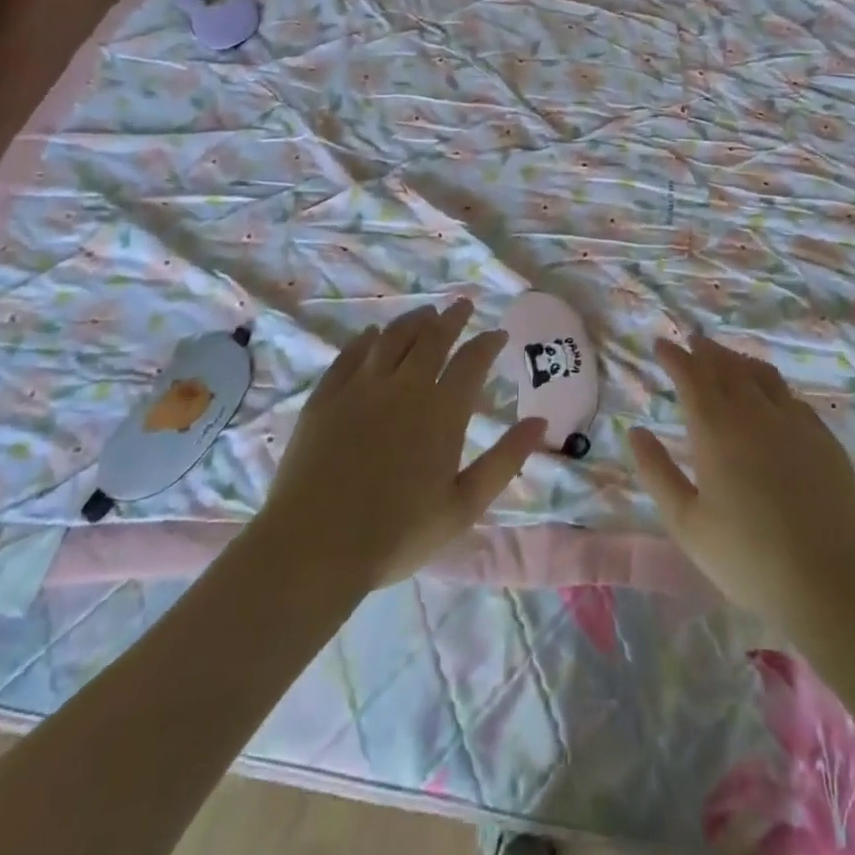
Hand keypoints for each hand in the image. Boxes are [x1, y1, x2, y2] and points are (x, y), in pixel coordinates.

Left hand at [260, 301, 544, 590]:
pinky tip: (372, 335)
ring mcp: (360, 388)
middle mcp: (404, 387)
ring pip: (391, 338)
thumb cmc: (397, 534)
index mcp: (442, 411)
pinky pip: (349, 355)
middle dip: (452, 318)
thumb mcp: (464, 506)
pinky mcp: (325, 398)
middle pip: (432, 338)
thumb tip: (540, 422)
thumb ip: (505, 460)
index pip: (472, 361)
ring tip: (425, 313)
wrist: (314, 548)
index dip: (488, 343)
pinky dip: (366, 339)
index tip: (498, 334)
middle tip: (463, 305)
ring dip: (413, 320)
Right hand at [630, 334, 854, 625]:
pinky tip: (771, 397)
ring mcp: (794, 422)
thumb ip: (657, 472)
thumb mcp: (687, 523)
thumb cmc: (748, 557)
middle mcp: (755, 413)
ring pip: (762, 375)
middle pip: (727, 367)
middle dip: (705, 351)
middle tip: (692, 342)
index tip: (661, 344)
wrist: (831, 579)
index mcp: (716, 430)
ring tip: (727, 359)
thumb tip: (636, 432)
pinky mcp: (823, 438)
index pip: (692, 377)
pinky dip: (771, 386)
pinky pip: (791, 397)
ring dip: (739, 360)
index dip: (674, 357)